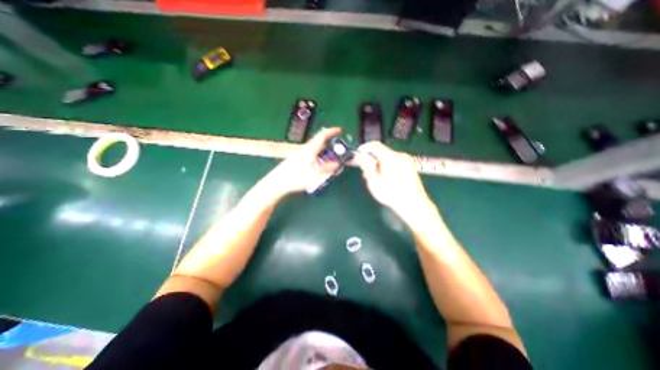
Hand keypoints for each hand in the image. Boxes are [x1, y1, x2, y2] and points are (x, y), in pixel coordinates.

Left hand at [266, 128, 342, 196]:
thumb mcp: (314, 175)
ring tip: (329, 159)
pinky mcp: (296, 159)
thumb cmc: (295, 178)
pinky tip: (318, 164)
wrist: (277, 182)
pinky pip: (310, 154)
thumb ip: (326, 168)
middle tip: (337, 150)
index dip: (331, 132)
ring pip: (314, 148)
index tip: (339, 130)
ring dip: (323, 150)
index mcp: (310, 150)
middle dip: (329, 143)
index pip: (322, 136)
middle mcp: (304, 149)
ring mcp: (299, 154)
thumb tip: (336, 163)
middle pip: (318, 142)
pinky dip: (317, 155)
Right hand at [356, 141, 433, 218]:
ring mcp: (407, 160)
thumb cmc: (391, 194)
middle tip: (367, 170)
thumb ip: (366, 167)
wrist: (413, 204)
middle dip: (372, 158)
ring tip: (377, 176)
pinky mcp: (410, 166)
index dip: (364, 148)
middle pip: (382, 151)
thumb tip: (361, 157)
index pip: (374, 145)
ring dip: (380, 162)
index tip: (359, 154)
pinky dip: (388, 165)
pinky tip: (388, 177)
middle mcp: (399, 156)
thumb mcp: (373, 182)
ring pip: (388, 156)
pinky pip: (396, 161)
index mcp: (389, 158)